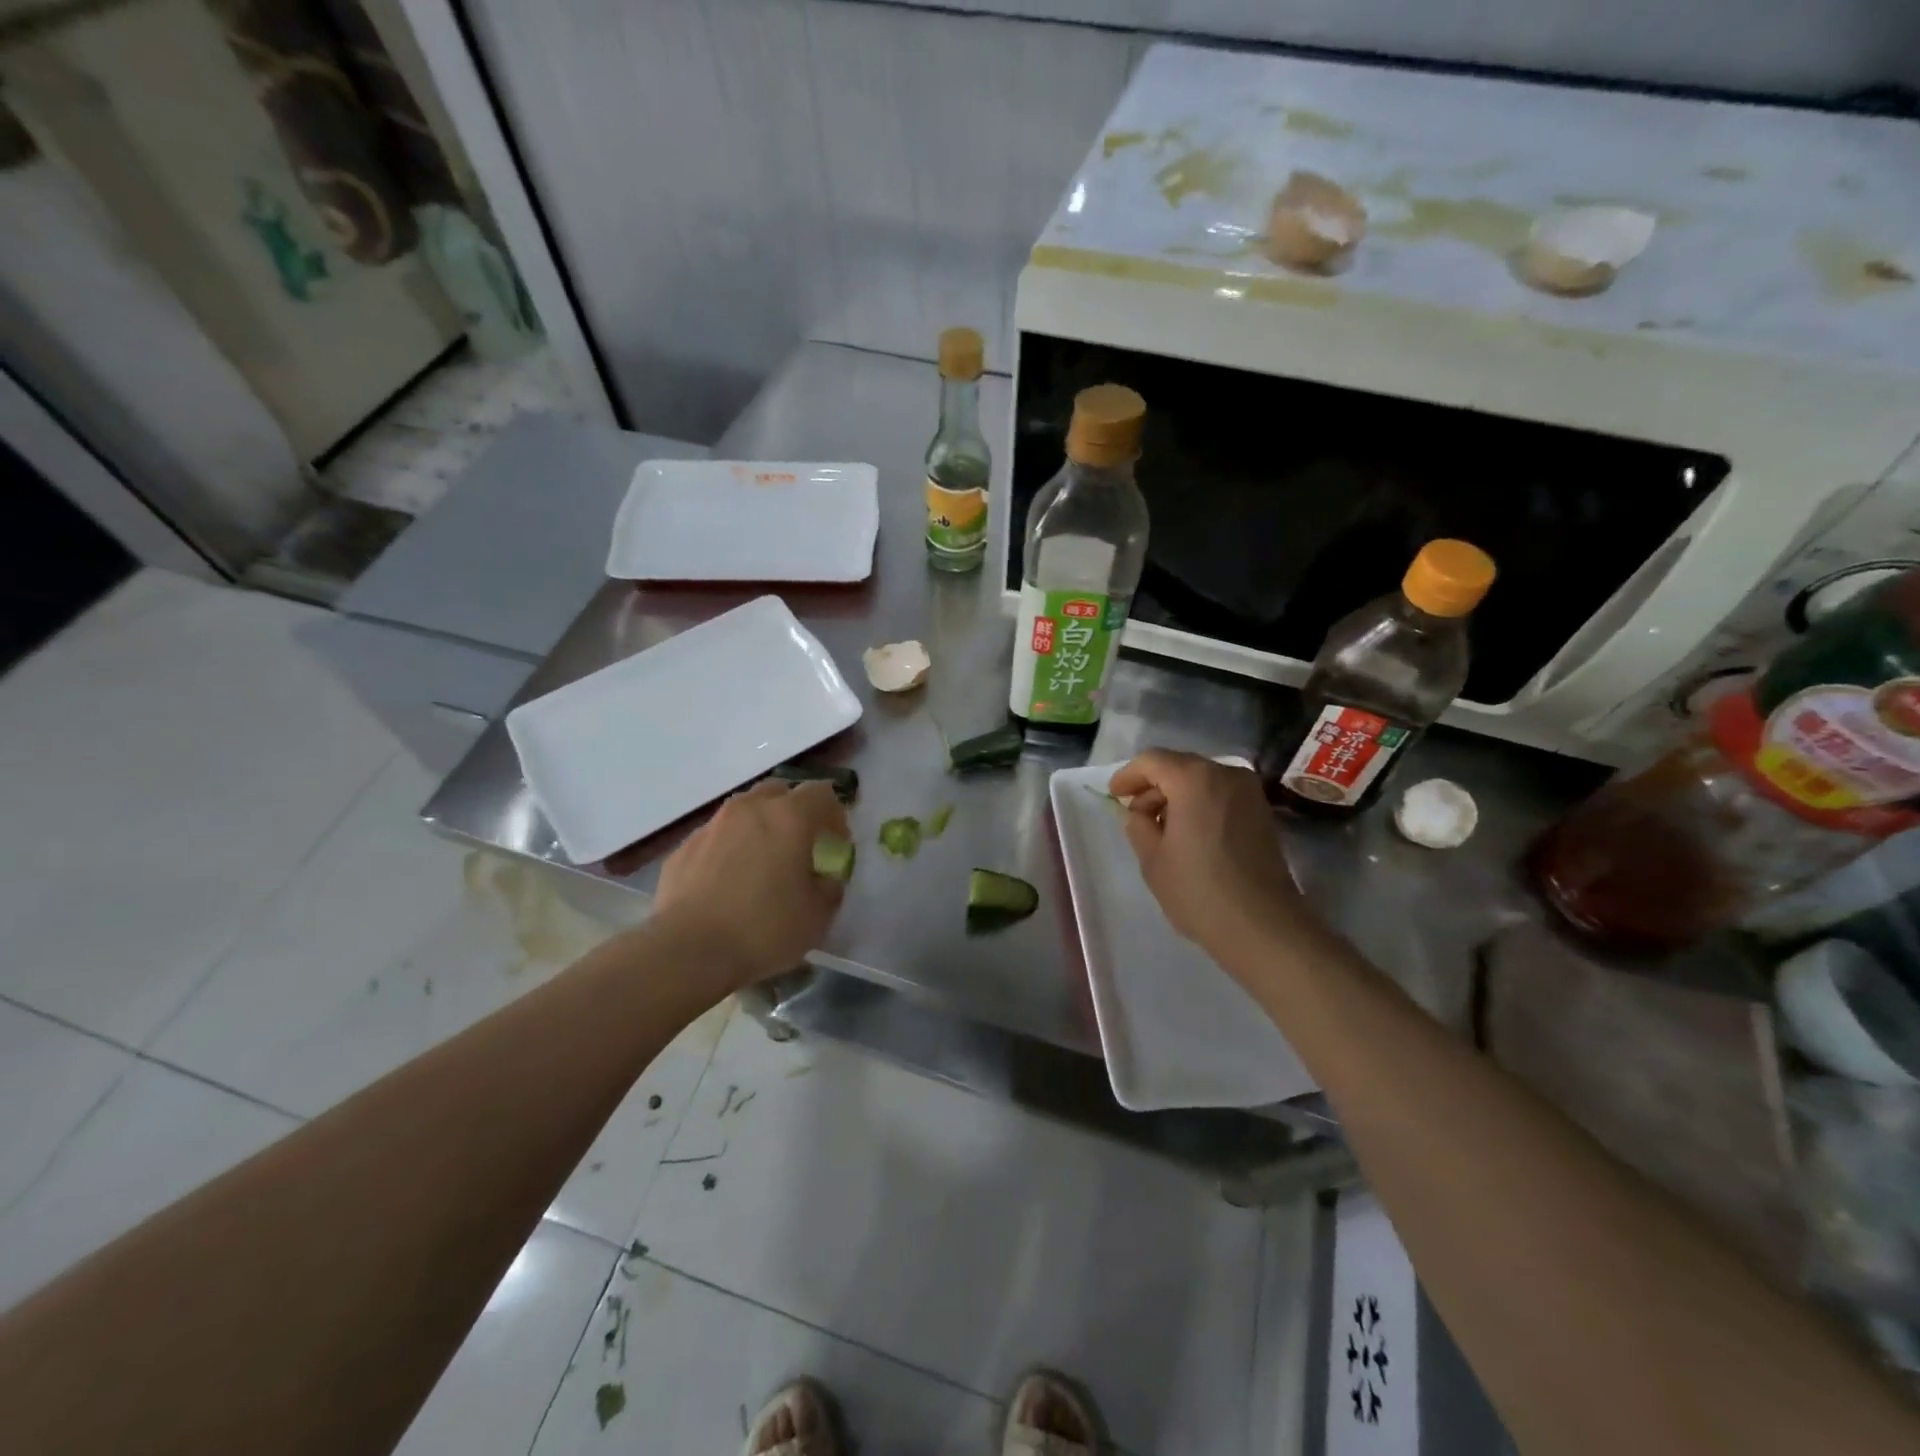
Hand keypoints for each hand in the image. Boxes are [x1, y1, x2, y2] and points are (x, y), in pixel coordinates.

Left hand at [653, 779, 849, 985]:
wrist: (688, 951)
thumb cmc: (764, 929)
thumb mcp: (818, 915)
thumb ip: (830, 887)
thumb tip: (824, 878)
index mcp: (789, 817)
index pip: (821, 794)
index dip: (835, 815)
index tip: (837, 844)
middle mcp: (749, 809)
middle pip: (778, 791)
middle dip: (794, 811)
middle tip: (800, 844)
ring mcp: (712, 826)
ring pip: (743, 811)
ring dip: (759, 826)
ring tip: (762, 861)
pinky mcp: (683, 849)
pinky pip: (716, 837)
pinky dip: (729, 849)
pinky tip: (728, 882)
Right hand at [1109, 750, 1309, 959]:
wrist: (1263, 927)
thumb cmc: (1199, 891)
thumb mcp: (1152, 859)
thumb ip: (1138, 825)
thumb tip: (1141, 814)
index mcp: (1194, 779)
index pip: (1152, 761)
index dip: (1128, 776)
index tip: (1114, 796)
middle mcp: (1226, 774)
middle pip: (1179, 766)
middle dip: (1153, 785)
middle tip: (1135, 814)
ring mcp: (1249, 792)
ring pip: (1201, 780)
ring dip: (1176, 796)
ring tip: (1160, 828)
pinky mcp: (1262, 812)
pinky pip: (1220, 795)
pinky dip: (1199, 804)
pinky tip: (1188, 833)